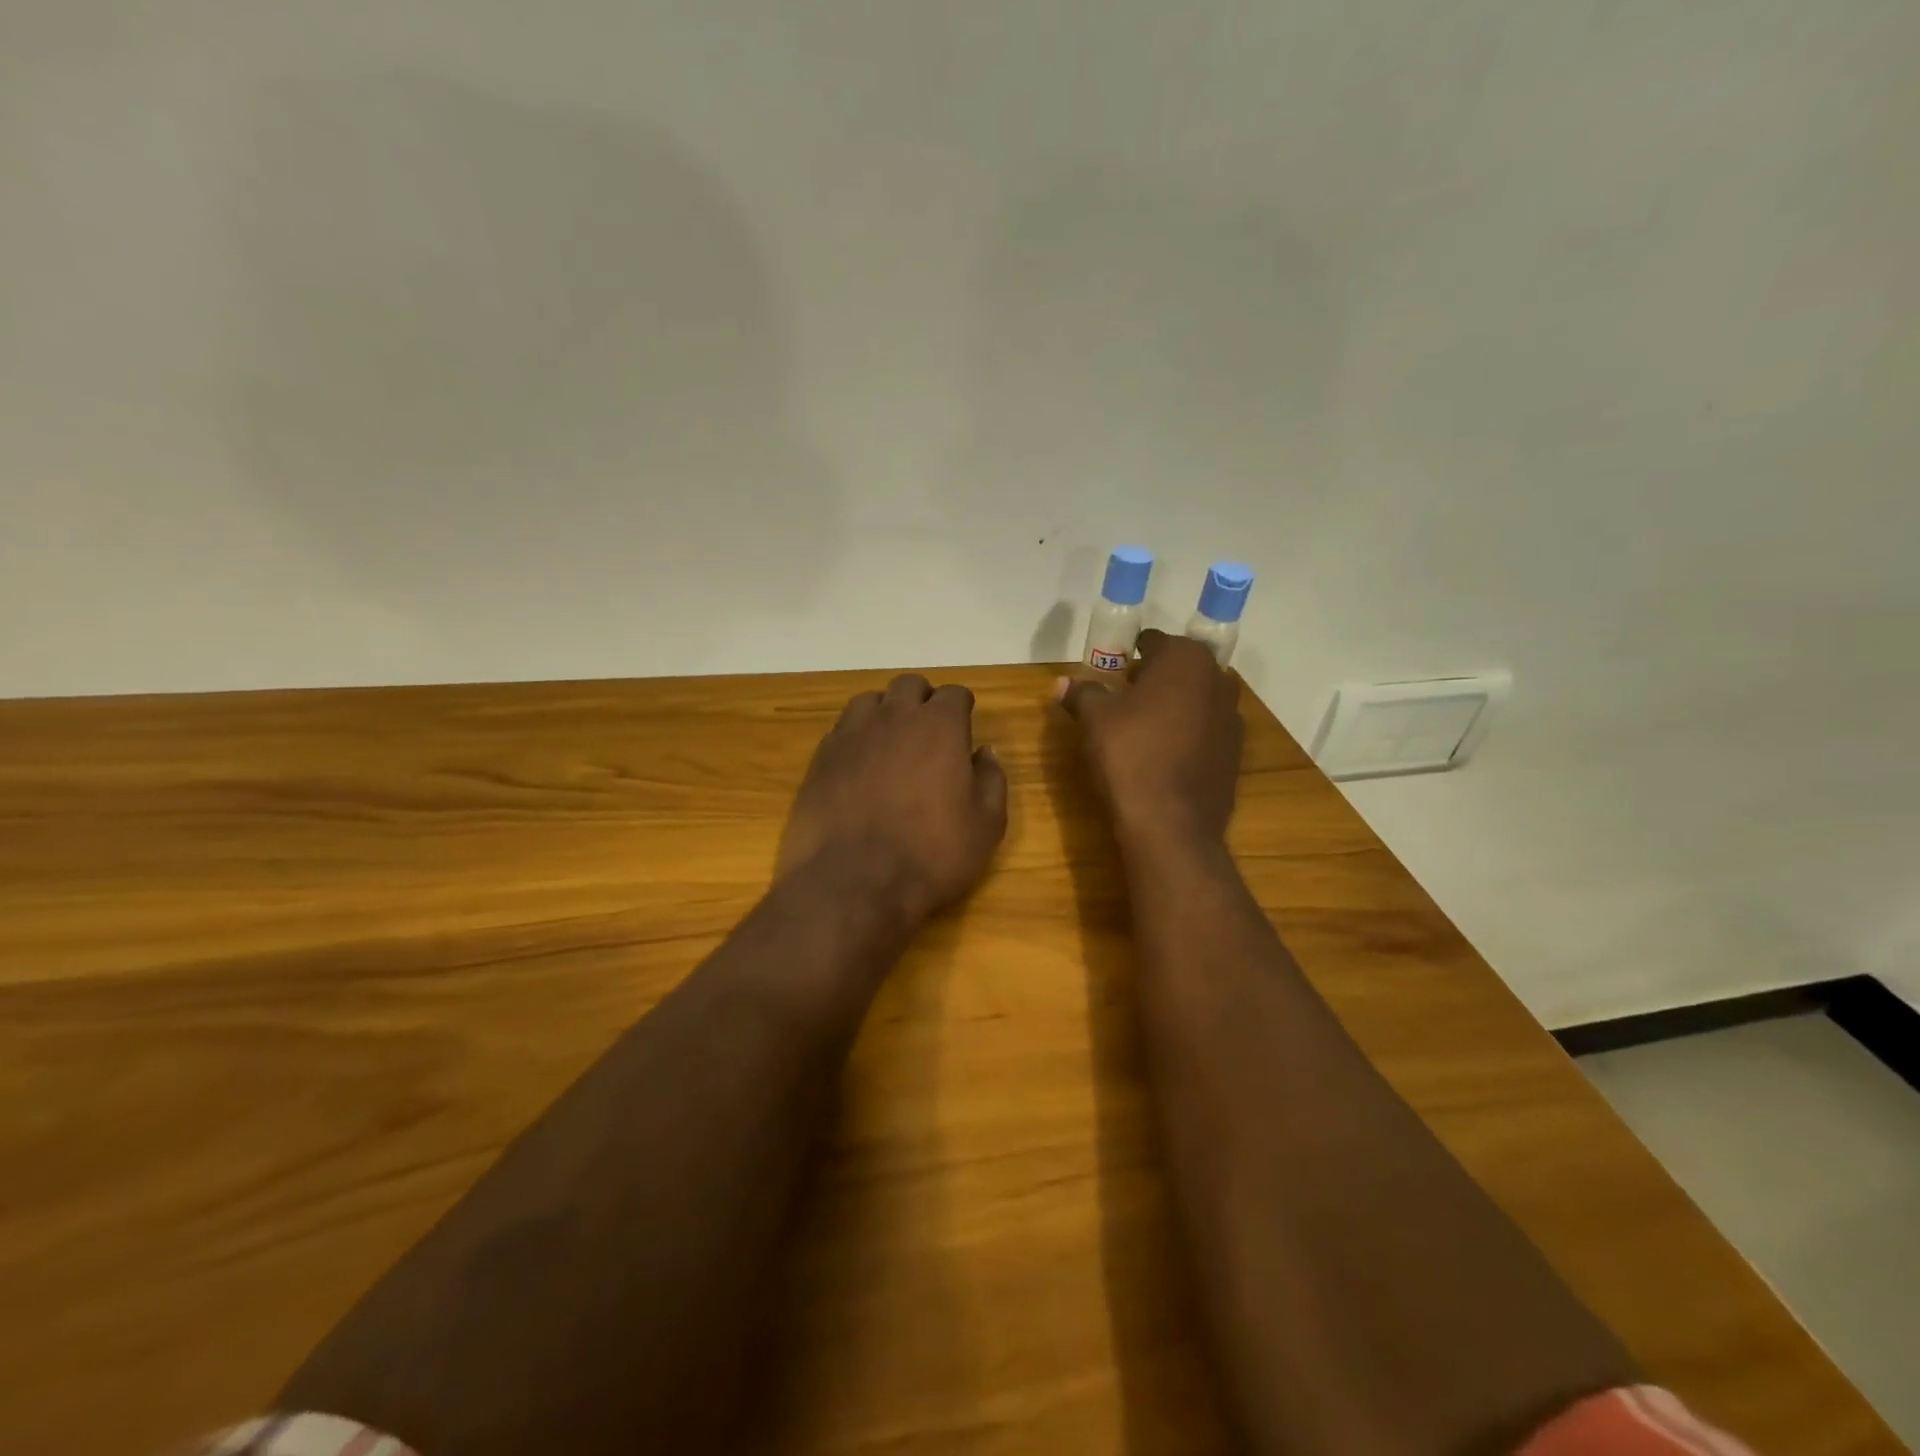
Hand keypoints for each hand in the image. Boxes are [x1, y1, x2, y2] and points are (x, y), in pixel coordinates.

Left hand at [777, 674, 1009, 923]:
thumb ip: (992, 780)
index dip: (962, 708)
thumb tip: (985, 753)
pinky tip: (861, 765)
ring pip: (871, 701)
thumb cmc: (931, 854)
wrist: (854, 882)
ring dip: (886, 712)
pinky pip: (843, 729)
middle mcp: (894, 717)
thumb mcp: (986, 826)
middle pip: (910, 686)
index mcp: (940, 726)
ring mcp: (852, 733)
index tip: (964, 725)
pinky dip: (857, 736)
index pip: (954, 694)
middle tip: (930, 731)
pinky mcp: (821, 756)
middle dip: (923, 700)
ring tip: (892, 742)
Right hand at [1058, 630, 1242, 845]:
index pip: (1155, 642)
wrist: (1170, 823)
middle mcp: (1218, 681)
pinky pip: (1206, 730)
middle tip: (1124, 694)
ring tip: (1142, 726)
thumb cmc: (1130, 755)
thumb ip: (1082, 693)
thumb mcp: (1094, 719)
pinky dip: (1187, 733)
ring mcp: (1232, 719)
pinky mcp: (1235, 753)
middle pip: (1181, 668)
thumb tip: (1063, 682)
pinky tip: (1162, 754)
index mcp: (1186, 660)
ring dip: (1173, 705)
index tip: (1112, 668)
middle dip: (1155, 677)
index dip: (1131, 652)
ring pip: (1197, 699)